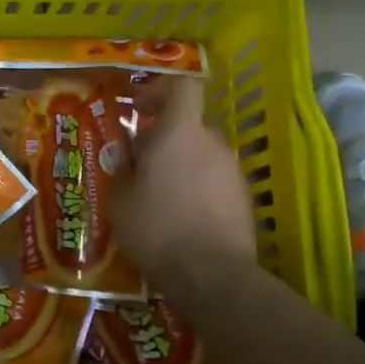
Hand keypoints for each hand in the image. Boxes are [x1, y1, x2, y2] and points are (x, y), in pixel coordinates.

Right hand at [112, 76, 257, 285]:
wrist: (212, 276)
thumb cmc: (157, 228)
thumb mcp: (120, 199)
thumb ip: (122, 168)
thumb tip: (128, 157)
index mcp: (180, 133)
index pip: (182, 87)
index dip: (159, 90)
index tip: (138, 109)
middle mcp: (212, 143)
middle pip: (189, 124)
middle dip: (163, 137)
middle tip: (138, 164)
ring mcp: (233, 171)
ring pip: (201, 154)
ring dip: (180, 165)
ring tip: (157, 196)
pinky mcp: (244, 199)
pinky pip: (214, 180)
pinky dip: (196, 188)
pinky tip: (180, 217)